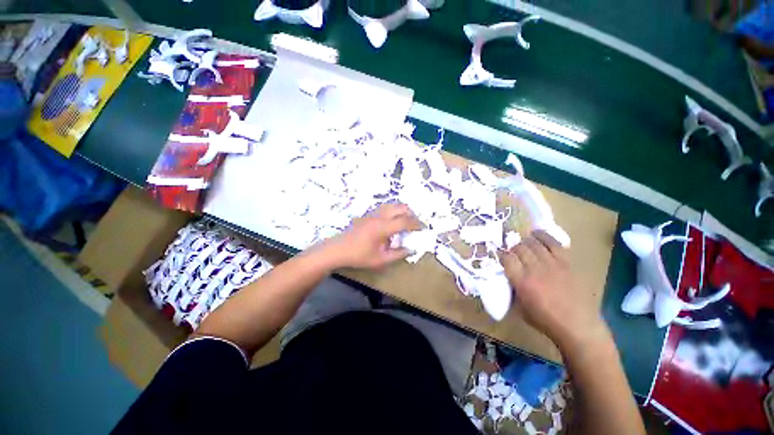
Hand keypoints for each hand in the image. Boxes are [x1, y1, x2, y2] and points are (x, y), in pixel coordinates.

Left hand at [320, 203, 420, 268]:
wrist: (338, 249)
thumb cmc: (359, 256)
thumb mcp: (380, 260)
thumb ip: (398, 254)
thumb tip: (412, 249)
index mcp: (383, 227)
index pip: (405, 221)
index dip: (416, 224)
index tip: (423, 229)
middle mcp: (380, 216)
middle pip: (401, 207)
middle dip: (412, 214)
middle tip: (415, 225)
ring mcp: (373, 213)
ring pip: (393, 205)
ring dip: (402, 211)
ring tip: (405, 223)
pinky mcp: (368, 214)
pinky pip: (386, 208)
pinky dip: (394, 211)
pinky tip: (392, 223)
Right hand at [499, 231, 608, 350]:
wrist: (578, 325)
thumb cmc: (546, 320)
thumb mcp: (520, 308)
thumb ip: (512, 289)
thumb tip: (508, 277)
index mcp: (521, 282)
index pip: (507, 258)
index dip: (502, 255)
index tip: (502, 257)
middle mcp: (535, 269)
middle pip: (519, 248)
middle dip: (513, 248)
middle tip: (514, 253)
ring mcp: (552, 264)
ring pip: (534, 244)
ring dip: (525, 241)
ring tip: (524, 243)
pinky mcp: (566, 263)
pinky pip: (553, 243)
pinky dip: (543, 236)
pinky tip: (536, 234)